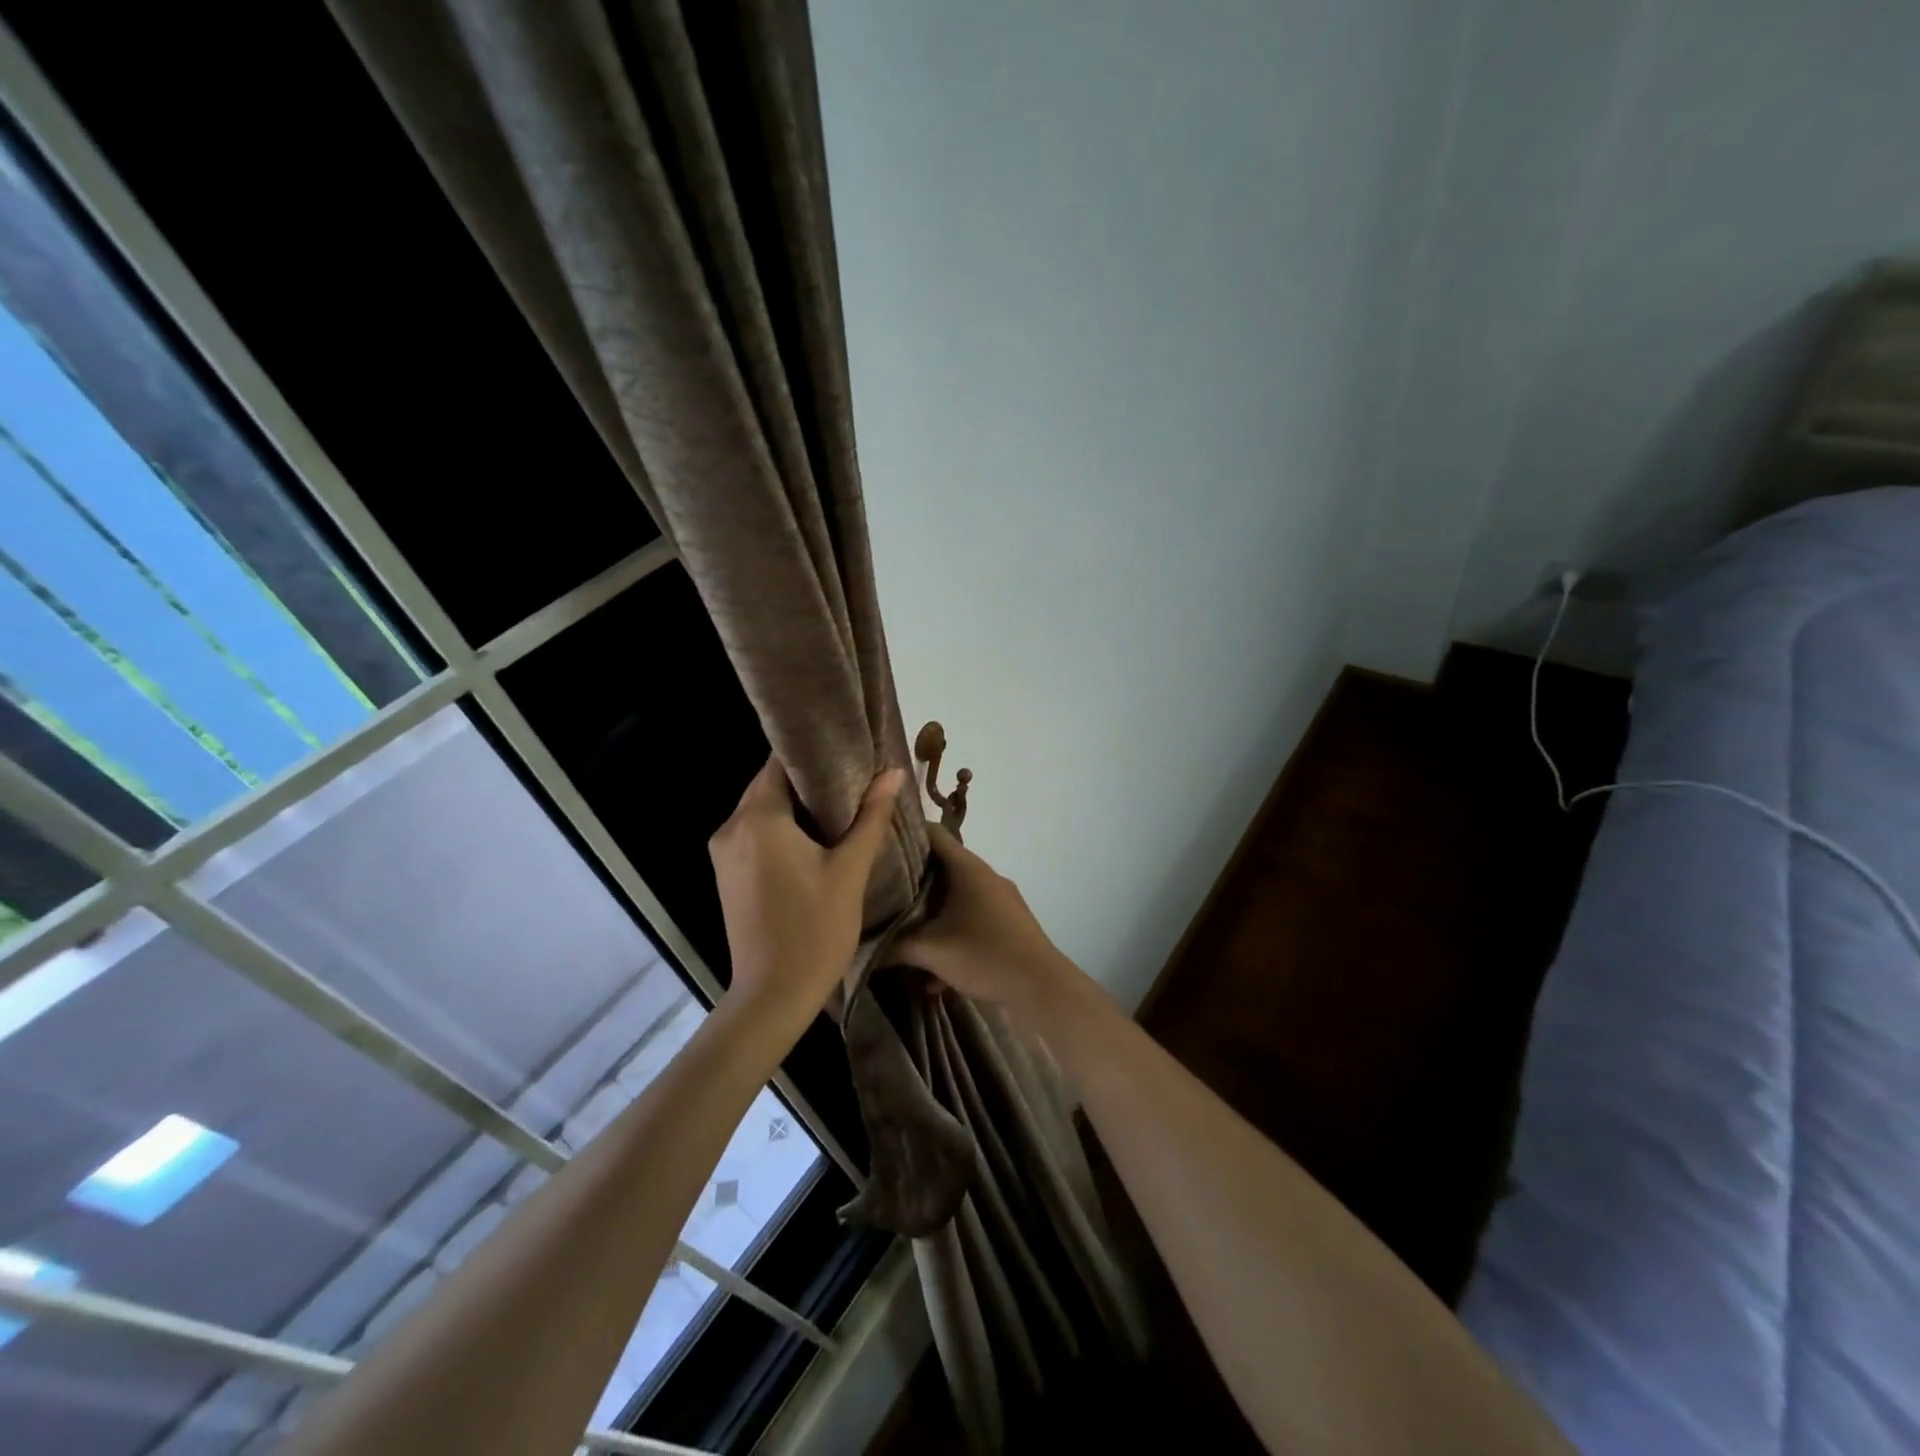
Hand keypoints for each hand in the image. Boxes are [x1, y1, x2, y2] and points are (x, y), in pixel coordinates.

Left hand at [708, 757, 906, 1022]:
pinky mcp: (726, 874)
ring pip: (762, 809)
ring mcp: (723, 852)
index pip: (781, 762)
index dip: (815, 754)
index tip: (848, 754)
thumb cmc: (815, 929)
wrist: (772, 996)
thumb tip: (892, 772)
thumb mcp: (850, 870)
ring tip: (841, 808)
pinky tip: (814, 838)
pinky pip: (754, 833)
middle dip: (809, 780)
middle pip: (770, 784)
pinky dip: (781, 828)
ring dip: (796, 805)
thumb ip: (871, 816)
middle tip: (854, 781)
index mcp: (758, 817)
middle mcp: (731, 826)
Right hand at [893, 825, 1089, 1021]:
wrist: (1040, 988)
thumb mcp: (930, 951)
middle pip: (941, 868)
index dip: (904, 833)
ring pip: (956, 900)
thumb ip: (892, 946)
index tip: (877, 844)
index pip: (932, 833)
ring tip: (902, 936)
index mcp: (968, 868)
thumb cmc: (984, 954)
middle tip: (880, 893)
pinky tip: (934, 977)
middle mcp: (985, 877)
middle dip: (911, 882)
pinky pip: (972, 923)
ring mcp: (1000, 902)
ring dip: (931, 917)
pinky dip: (951, 940)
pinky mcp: (1009, 926)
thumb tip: (861, 947)